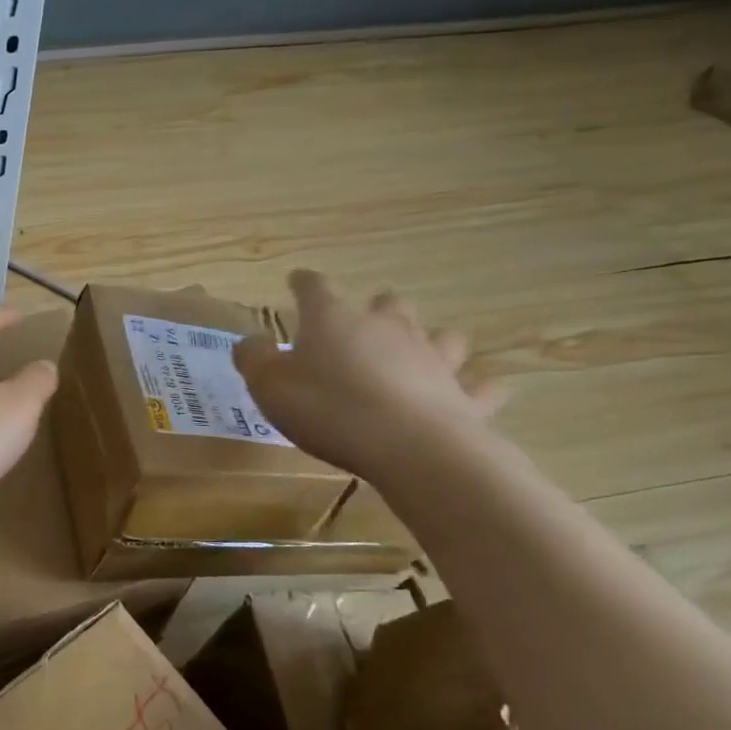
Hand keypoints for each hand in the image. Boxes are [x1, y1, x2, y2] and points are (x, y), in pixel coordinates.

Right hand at [234, 270, 506, 478]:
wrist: (409, 447)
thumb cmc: (327, 408)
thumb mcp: (268, 385)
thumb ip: (254, 358)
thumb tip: (250, 341)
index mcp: (334, 319)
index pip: (315, 287)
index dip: (303, 283)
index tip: (295, 281)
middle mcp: (387, 327)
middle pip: (386, 303)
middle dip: (374, 308)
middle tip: (359, 325)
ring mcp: (432, 358)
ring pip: (440, 335)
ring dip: (428, 340)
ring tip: (416, 353)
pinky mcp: (464, 395)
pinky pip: (480, 385)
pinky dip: (476, 386)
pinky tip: (472, 391)